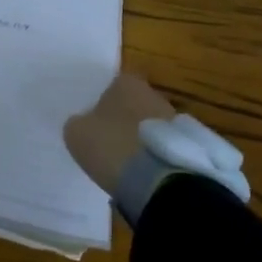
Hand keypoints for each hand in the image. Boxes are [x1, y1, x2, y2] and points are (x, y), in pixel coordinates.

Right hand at [64, 73, 174, 194]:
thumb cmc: (111, 146)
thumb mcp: (77, 133)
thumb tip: (85, 124)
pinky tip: (140, 172)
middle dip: (122, 121)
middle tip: (108, 143)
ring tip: (124, 163)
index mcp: (126, 82)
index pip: (111, 86)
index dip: (101, 106)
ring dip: (137, 139)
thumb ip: (79, 123)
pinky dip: (150, 155)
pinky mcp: (185, 143)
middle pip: (132, 105)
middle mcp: (152, 93)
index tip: (93, 126)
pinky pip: (159, 145)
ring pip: (147, 125)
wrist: (157, 178)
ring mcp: (172, 117)